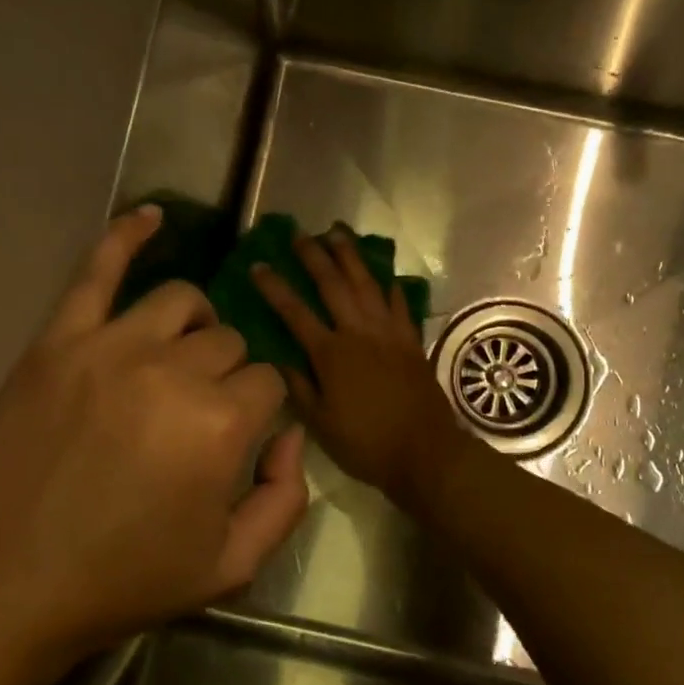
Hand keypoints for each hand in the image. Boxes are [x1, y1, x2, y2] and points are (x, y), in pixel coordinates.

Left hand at [0, 205, 306, 664]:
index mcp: (222, 424)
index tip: (238, 437)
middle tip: (199, 415)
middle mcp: (174, 372)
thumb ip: (286, 498)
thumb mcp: (231, 565)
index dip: (261, 409)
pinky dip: (125, 236)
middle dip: (229, 375)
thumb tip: (293, 434)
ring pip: (182, 302)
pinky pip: (97, 270)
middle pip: (229, 342)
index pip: (269, 381)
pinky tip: (150, 217)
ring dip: (196, 326)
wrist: (7, 582)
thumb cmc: (123, 578)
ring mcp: (111, 347)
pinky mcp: (59, 340)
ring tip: (181, 355)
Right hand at [251, 230, 461, 503]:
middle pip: (333, 285)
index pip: (295, 312)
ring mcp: (388, 333)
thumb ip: (299, 387)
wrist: (425, 451)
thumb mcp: (321, 422)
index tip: (258, 265)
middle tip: (299, 234)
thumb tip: (278, 359)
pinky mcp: (411, 340)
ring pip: (367, 284)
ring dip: (351, 256)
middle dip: (314, 256)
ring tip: (338, 233)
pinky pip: (399, 304)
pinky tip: (385, 275)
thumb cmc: (366, 443)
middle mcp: (359, 332)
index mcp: (331, 353)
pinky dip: (391, 287)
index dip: (275, 287)